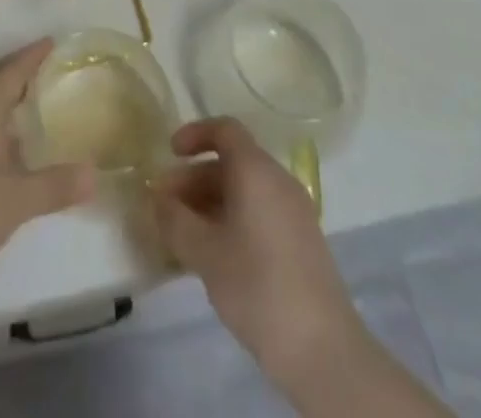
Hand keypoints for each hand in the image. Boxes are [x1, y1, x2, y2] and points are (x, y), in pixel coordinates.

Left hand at [0, 39, 94, 297]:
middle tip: (47, 64)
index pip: (10, 71)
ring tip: (31, 97)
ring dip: (5, 94)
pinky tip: (7, 143)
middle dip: (19, 69)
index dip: (31, 55)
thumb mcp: (16, 201)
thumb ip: (56, 186)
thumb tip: (96, 173)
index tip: (52, 41)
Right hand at [151, 117, 363, 384]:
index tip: (170, 153)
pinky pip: (259, 213)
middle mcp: (278, 181)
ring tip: (183, 235)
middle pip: (231, 163)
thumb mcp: (204, 252)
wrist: (323, 351)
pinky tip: (214, 255)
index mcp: (256, 170)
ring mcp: (294, 212)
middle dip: (194, 179)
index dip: (194, 134)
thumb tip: (157, 198)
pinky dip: (232, 220)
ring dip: (210, 203)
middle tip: (166, 206)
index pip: (224, 130)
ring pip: (244, 191)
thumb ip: (174, 219)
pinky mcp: (301, 242)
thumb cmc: (257, 286)